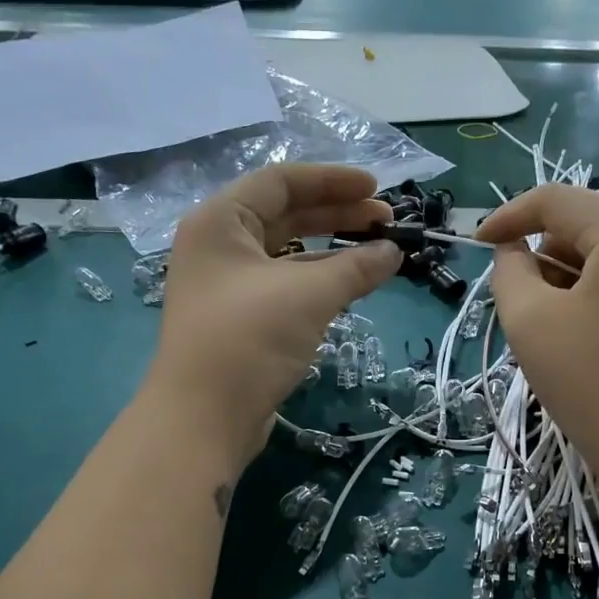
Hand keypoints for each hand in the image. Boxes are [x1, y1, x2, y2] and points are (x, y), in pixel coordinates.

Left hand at [146, 165, 401, 472]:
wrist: (204, 418)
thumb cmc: (249, 339)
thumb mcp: (308, 294)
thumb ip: (356, 267)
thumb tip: (394, 252)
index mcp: (220, 221)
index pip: (281, 182)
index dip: (332, 181)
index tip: (376, 189)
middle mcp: (218, 247)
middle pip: (285, 215)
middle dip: (337, 214)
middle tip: (385, 221)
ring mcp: (226, 287)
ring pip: (287, 254)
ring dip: (331, 250)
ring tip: (377, 253)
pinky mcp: (239, 322)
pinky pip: (284, 286)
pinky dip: (318, 281)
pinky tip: (350, 286)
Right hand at [477, 184, 598, 494]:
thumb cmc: (591, 381)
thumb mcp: (528, 320)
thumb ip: (508, 271)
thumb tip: (514, 252)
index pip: (556, 200)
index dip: (508, 216)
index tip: (477, 245)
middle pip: (587, 222)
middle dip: (542, 250)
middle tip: (516, 293)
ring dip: (570, 273)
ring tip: (549, 320)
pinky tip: (586, 334)